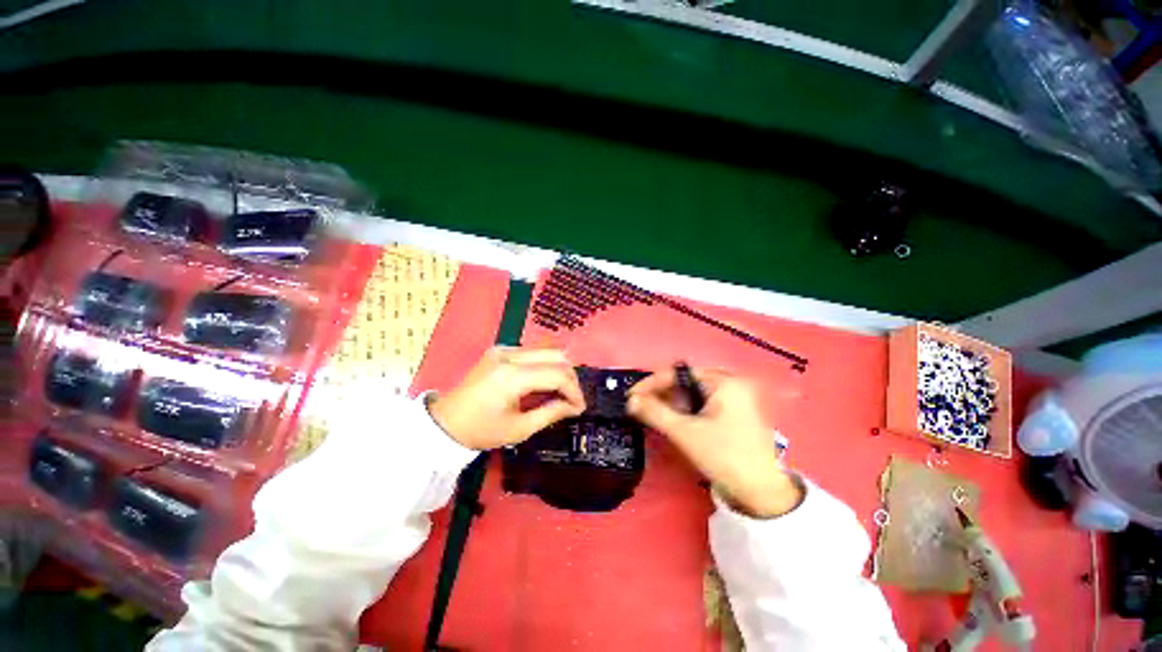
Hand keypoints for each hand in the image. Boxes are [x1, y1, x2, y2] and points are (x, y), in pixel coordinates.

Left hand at [429, 347, 585, 449]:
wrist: (445, 423)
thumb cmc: (480, 431)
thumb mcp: (519, 429)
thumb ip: (551, 413)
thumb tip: (575, 406)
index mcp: (512, 376)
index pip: (557, 374)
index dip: (574, 390)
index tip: (580, 407)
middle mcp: (509, 354)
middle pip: (556, 354)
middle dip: (570, 377)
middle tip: (572, 399)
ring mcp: (504, 348)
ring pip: (547, 349)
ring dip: (560, 368)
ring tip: (561, 391)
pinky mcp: (501, 349)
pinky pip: (533, 351)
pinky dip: (546, 365)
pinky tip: (544, 382)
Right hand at [627, 368, 800, 517]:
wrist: (762, 494)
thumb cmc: (724, 457)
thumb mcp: (685, 433)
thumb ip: (655, 412)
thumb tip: (631, 400)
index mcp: (724, 381)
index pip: (679, 373)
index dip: (652, 383)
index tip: (632, 395)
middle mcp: (731, 384)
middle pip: (685, 381)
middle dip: (661, 393)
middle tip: (640, 405)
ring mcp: (735, 398)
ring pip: (693, 393)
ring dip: (671, 402)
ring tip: (652, 413)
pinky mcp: (734, 413)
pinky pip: (702, 403)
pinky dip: (685, 409)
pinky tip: (672, 419)